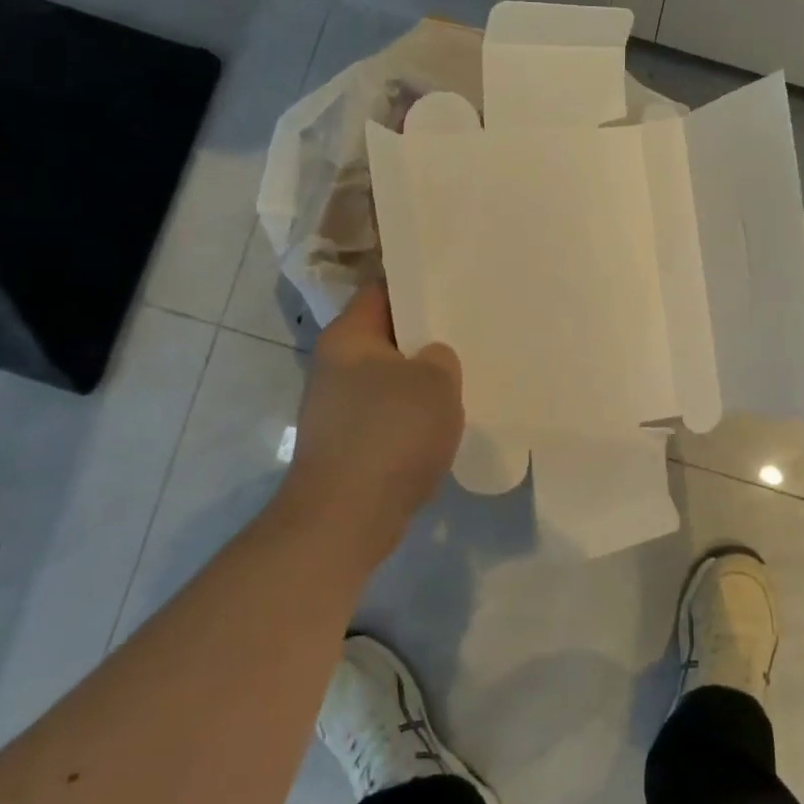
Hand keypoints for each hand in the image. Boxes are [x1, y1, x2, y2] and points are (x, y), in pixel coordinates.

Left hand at [278, 282, 462, 550]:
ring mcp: (338, 409)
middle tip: (469, 331)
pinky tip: (442, 423)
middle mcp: (334, 367)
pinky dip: (412, 417)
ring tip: (464, 377)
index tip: (453, 284)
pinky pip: (388, 417)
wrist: (345, 518)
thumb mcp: (434, 382)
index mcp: (348, 337)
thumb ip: (441, 358)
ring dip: (421, 382)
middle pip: (386, 337)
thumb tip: (430, 360)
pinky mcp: (348, 445)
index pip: (382, 291)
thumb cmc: (390, 435)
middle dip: (425, 338)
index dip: (417, 285)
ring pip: (389, 380)